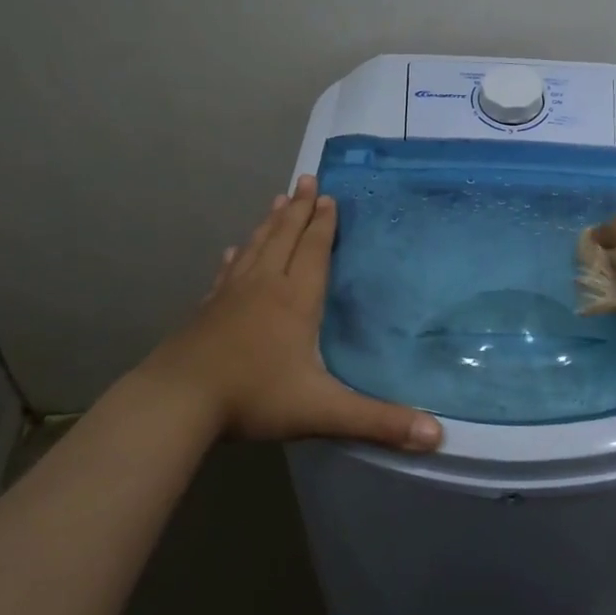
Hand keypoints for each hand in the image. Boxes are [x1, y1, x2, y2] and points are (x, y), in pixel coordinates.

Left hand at [135, 176, 442, 451]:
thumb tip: (438, 436)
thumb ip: (379, 422)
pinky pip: (227, 273)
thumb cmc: (254, 397)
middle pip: (284, 237)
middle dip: (299, 209)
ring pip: (256, 248)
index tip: (329, 196)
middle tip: (306, 179)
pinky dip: (236, 258)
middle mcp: (264, 286)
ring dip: (270, 223)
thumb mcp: (323, 411)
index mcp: (295, 300)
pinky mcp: (206, 311)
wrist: (177, 402)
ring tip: (278, 199)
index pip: (314, 251)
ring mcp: (230, 296)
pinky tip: (233, 251)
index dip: (323, 224)